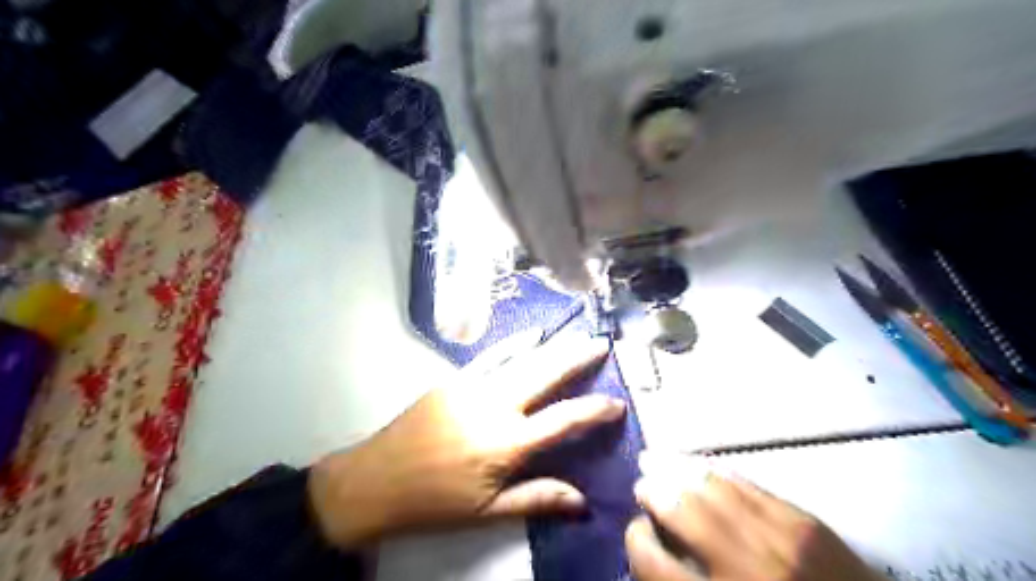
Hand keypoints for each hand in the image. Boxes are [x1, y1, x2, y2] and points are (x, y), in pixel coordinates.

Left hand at [312, 333, 625, 551]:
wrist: (375, 480)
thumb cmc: (434, 502)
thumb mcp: (487, 513)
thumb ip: (536, 499)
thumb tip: (582, 500)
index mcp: (506, 443)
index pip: (562, 421)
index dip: (593, 411)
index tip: (617, 403)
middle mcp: (494, 406)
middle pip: (544, 375)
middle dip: (576, 358)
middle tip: (600, 343)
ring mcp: (472, 387)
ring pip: (520, 360)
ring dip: (551, 346)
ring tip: (575, 335)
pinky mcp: (454, 379)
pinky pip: (491, 357)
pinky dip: (514, 344)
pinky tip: (531, 334)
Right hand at [628, 455, 876, 580]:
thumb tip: (656, 552)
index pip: (653, 561)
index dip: (636, 541)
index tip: (636, 533)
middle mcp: (745, 567)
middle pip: (679, 509)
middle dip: (652, 492)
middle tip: (641, 487)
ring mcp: (779, 538)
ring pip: (711, 486)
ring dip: (677, 470)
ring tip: (657, 461)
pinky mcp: (805, 522)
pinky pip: (747, 484)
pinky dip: (716, 471)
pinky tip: (701, 466)